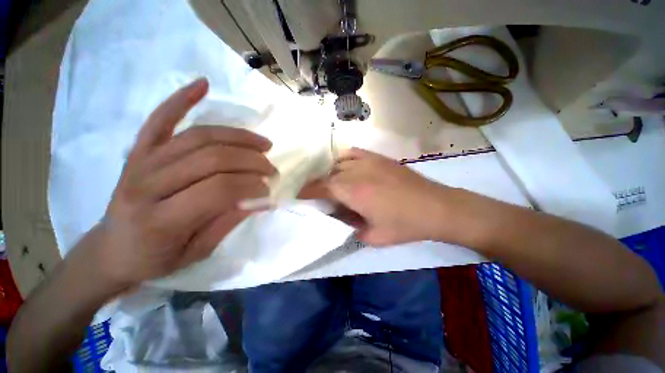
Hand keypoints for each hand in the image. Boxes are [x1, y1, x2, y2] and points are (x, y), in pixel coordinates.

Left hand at [78, 78, 275, 289]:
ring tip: (262, 144)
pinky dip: (181, 99)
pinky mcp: (139, 151)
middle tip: (270, 168)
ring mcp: (141, 162)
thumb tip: (260, 200)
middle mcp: (147, 184)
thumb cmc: (155, 258)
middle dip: (251, 161)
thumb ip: (228, 223)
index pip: (218, 190)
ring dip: (238, 137)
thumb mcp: (197, 252)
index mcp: (161, 219)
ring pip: (199, 137)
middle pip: (211, 159)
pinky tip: (202, 85)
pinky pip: (160, 119)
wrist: (111, 250)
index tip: (268, 188)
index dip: (251, 185)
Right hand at [306, 148, 453, 245]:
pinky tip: (346, 168)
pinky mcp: (379, 158)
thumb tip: (339, 217)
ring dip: (331, 174)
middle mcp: (357, 172)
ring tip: (332, 184)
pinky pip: (354, 153)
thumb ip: (350, 227)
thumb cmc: (405, 225)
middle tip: (316, 195)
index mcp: (353, 192)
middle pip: (328, 175)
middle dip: (318, 185)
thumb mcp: (373, 237)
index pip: (321, 187)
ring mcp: (369, 162)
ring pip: (339, 164)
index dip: (307, 191)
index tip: (299, 196)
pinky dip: (344, 160)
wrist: (436, 207)